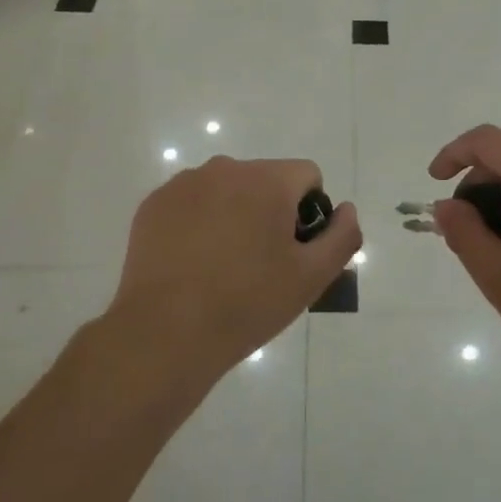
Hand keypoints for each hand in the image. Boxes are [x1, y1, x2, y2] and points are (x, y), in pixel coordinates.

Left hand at [106, 156, 360, 384]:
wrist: (166, 333)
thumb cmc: (247, 303)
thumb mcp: (312, 277)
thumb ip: (342, 236)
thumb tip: (346, 209)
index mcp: (267, 180)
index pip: (307, 176)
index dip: (309, 213)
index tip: (294, 251)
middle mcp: (225, 169)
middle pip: (265, 180)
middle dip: (271, 211)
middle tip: (261, 264)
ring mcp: (184, 184)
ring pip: (227, 189)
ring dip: (234, 214)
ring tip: (223, 266)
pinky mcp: (154, 204)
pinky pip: (192, 202)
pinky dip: (199, 222)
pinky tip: (193, 263)